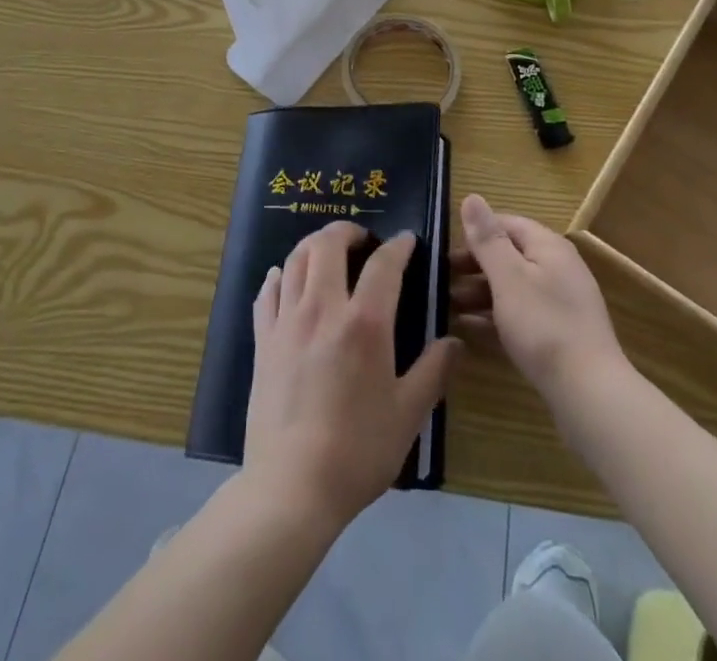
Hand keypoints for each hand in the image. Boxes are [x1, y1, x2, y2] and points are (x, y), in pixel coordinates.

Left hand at [244, 222, 461, 530]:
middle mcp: (322, 308)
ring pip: (295, 259)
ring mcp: (287, 321)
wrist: (292, 486)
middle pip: (327, 244)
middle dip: (347, 230)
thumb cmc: (357, 450)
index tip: (407, 240)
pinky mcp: (263, 340)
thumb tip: (454, 343)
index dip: (398, 246)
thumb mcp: (408, 415)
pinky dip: (280, 276)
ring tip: (327, 253)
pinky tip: (285, 280)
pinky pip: (267, 292)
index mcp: (364, 322)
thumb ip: (433, 372)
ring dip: (313, 245)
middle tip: (362, 239)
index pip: (383, 264)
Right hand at [451, 194, 628, 402]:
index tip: (446, 250)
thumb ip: (488, 239)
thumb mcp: (508, 277)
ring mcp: (560, 304)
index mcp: (548, 247)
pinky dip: (494, 318)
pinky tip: (468, 329)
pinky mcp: (559, 335)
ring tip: (447, 306)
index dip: (475, 233)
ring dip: (480, 293)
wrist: (589, 393)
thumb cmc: (543, 325)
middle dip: (474, 266)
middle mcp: (557, 269)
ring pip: (512, 288)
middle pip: (509, 256)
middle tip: (441, 280)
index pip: (506, 224)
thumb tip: (472, 196)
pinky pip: (520, 316)